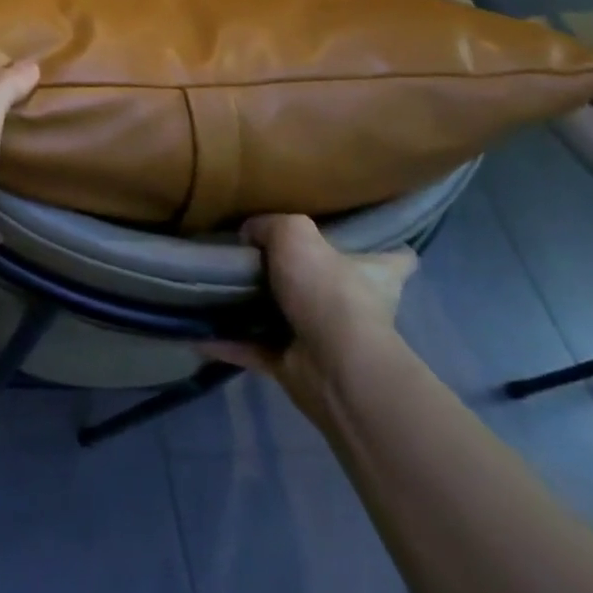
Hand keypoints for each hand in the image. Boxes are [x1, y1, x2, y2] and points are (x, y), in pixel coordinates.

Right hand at [201, 213, 416, 422]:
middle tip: (260, 254)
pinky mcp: (296, 365)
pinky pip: (253, 349)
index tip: (361, 237)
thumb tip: (249, 234)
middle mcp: (356, 306)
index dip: (383, 247)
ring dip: (258, 310)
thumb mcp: (295, 234)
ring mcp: (326, 339)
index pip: (395, 258)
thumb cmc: (328, 291)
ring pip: (289, 317)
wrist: (333, 367)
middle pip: (334, 285)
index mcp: (374, 274)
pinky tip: (197, 332)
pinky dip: (227, 343)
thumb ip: (269, 225)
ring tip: (217, 288)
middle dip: (305, 275)